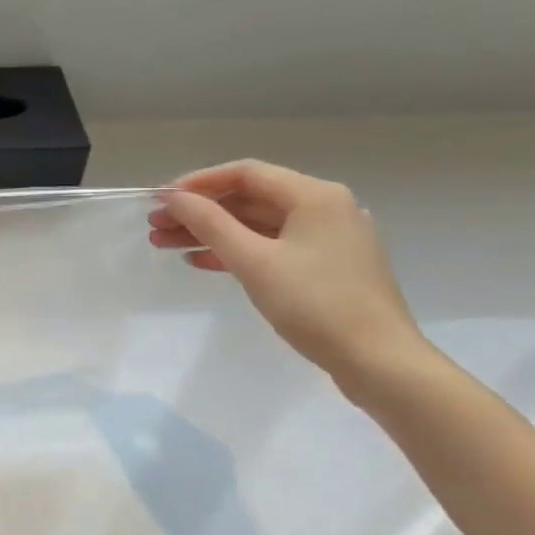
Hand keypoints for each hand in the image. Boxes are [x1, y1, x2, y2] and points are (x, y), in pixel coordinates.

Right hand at [149, 159, 430, 386]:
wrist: (378, 361)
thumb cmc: (314, 304)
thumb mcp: (253, 261)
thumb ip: (209, 223)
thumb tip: (173, 197)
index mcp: (315, 196)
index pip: (246, 173)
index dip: (198, 183)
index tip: (161, 200)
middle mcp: (325, 208)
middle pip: (250, 199)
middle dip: (199, 212)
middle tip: (156, 227)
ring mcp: (329, 239)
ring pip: (258, 225)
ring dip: (212, 233)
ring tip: (167, 245)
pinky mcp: (328, 267)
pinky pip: (273, 246)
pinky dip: (238, 251)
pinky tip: (203, 262)